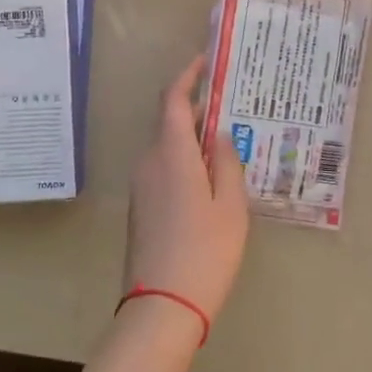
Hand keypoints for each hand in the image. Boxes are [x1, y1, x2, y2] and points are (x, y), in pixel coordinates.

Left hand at [123, 57, 250, 331]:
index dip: (187, 76)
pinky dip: (184, 163)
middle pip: (170, 123)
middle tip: (230, 108)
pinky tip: (209, 180)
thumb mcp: (231, 205)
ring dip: (192, 139)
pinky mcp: (140, 209)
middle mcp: (149, 163)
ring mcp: (141, 188)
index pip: (173, 100)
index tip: (205, 62)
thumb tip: (218, 135)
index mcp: (171, 154)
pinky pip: (163, 170)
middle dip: (197, 110)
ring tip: (226, 145)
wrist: (161, 309)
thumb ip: (226, 162)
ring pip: (167, 148)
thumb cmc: (205, 252)